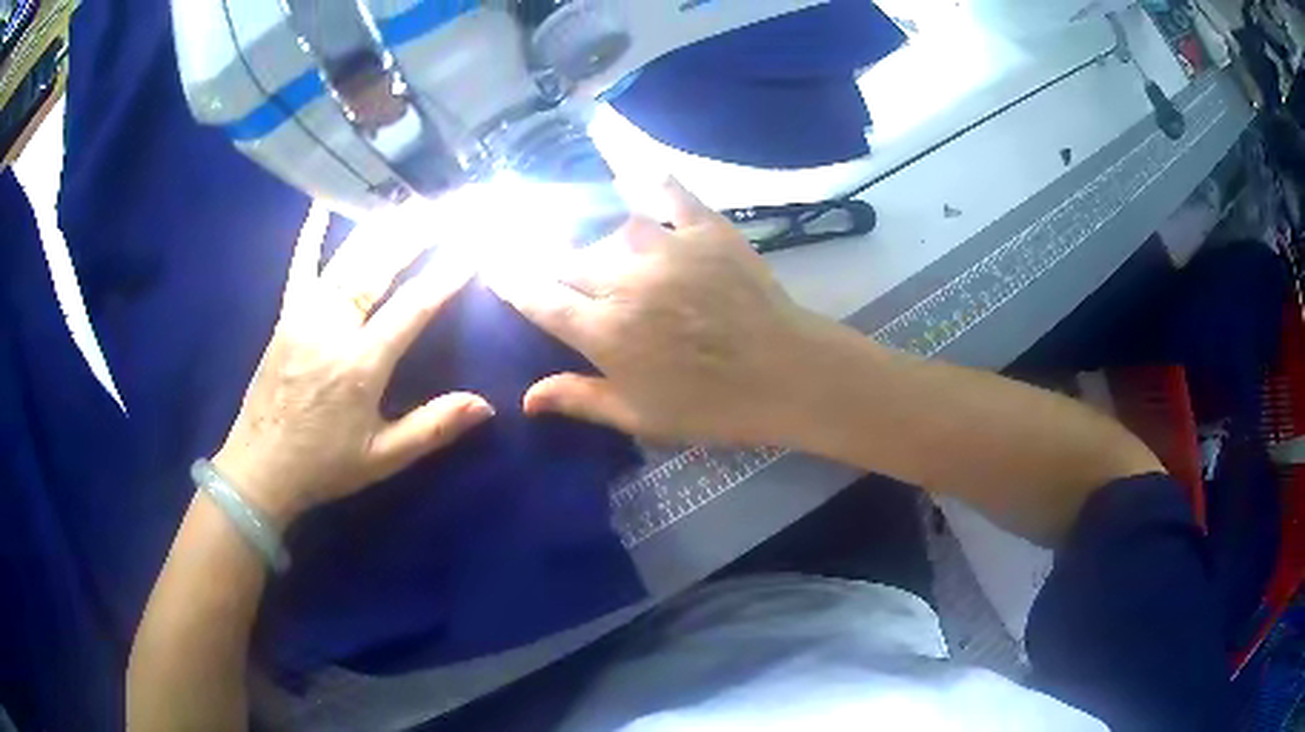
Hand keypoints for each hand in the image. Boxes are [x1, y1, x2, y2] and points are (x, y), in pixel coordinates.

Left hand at [214, 205, 494, 524]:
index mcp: (360, 365)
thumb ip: (433, 428)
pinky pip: (301, 264)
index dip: (446, 274)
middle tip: (449, 206)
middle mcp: (332, 327)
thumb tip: (487, 406)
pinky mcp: (286, 314)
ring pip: (347, 257)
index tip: (475, 245)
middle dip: (417, 232)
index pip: (412, 306)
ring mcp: (304, 314)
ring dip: (382, 226)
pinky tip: (325, 201)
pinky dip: (313, 231)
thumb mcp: (382, 458)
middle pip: (379, 266)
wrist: (259, 469)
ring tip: (413, 202)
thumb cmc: (324, 465)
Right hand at [487, 180, 826, 445]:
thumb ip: (578, 398)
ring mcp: (665, 248)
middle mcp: (623, 281)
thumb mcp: (639, 415)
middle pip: (567, 259)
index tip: (492, 262)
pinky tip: (635, 171)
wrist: (785, 374)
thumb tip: (524, 398)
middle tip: (543, 257)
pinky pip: (668, 193)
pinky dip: (649, 180)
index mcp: (603, 331)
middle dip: (548, 259)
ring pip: (609, 228)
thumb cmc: (710, 405)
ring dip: (594, 235)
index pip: (538, 298)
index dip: (510, 279)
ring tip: (592, 238)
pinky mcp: (704, 229)